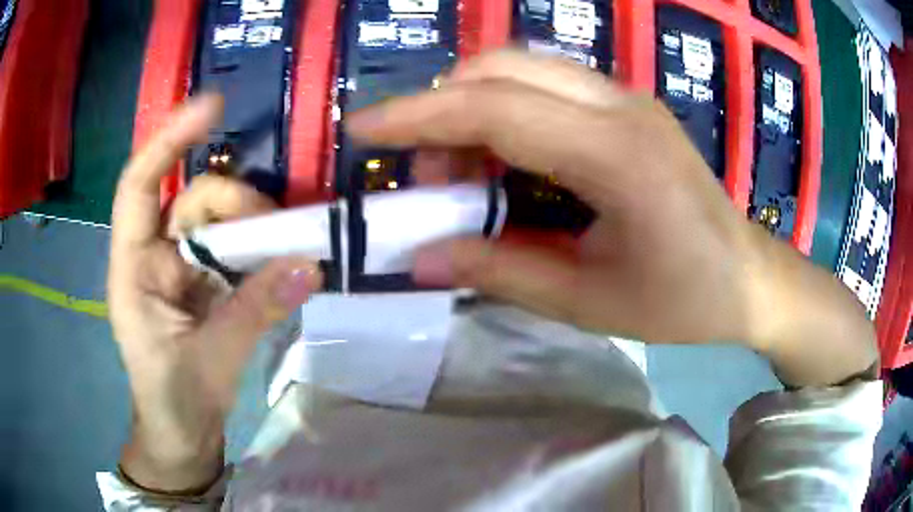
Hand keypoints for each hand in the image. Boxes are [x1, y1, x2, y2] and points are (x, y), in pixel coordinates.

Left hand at [108, 95, 321, 492]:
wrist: (182, 435)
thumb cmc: (173, 400)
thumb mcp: (211, 360)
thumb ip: (255, 310)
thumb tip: (310, 263)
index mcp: (134, 267)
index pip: (140, 185)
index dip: (169, 140)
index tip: (212, 107)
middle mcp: (155, 255)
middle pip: (194, 200)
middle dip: (238, 204)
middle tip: (281, 232)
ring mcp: (183, 268)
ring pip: (219, 223)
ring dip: (255, 228)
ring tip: (289, 249)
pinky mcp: (206, 284)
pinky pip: (235, 250)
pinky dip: (261, 249)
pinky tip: (284, 260)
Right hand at [348, 51, 876, 385]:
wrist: (748, 277)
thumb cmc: (684, 300)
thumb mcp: (590, 301)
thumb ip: (502, 271)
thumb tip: (422, 258)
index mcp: (615, 154)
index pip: (492, 109)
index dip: (417, 115)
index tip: (362, 127)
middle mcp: (619, 105)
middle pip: (502, 67)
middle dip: (440, 107)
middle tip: (423, 171)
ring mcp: (626, 97)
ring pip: (522, 67)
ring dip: (471, 105)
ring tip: (460, 171)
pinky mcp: (628, 106)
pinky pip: (547, 84)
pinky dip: (504, 108)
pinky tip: (504, 156)